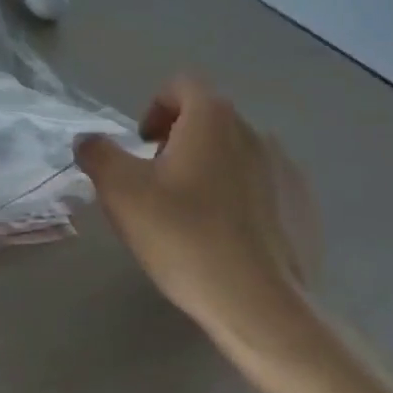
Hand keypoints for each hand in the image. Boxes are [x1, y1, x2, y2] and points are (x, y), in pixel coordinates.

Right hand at [74, 75, 321, 366]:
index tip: (141, 147)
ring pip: (235, 154)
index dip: (154, 108)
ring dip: (208, 170)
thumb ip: (97, 153)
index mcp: (214, 119)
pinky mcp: (303, 209)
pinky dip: (238, 199)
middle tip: (155, 185)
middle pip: (208, 119)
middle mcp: (256, 133)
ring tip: (189, 216)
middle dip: (177, 142)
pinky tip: (224, 240)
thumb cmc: (184, 237)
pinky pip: (261, 187)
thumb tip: (89, 140)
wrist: (262, 308)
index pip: (182, 85)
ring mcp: (287, 171)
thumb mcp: (120, 191)